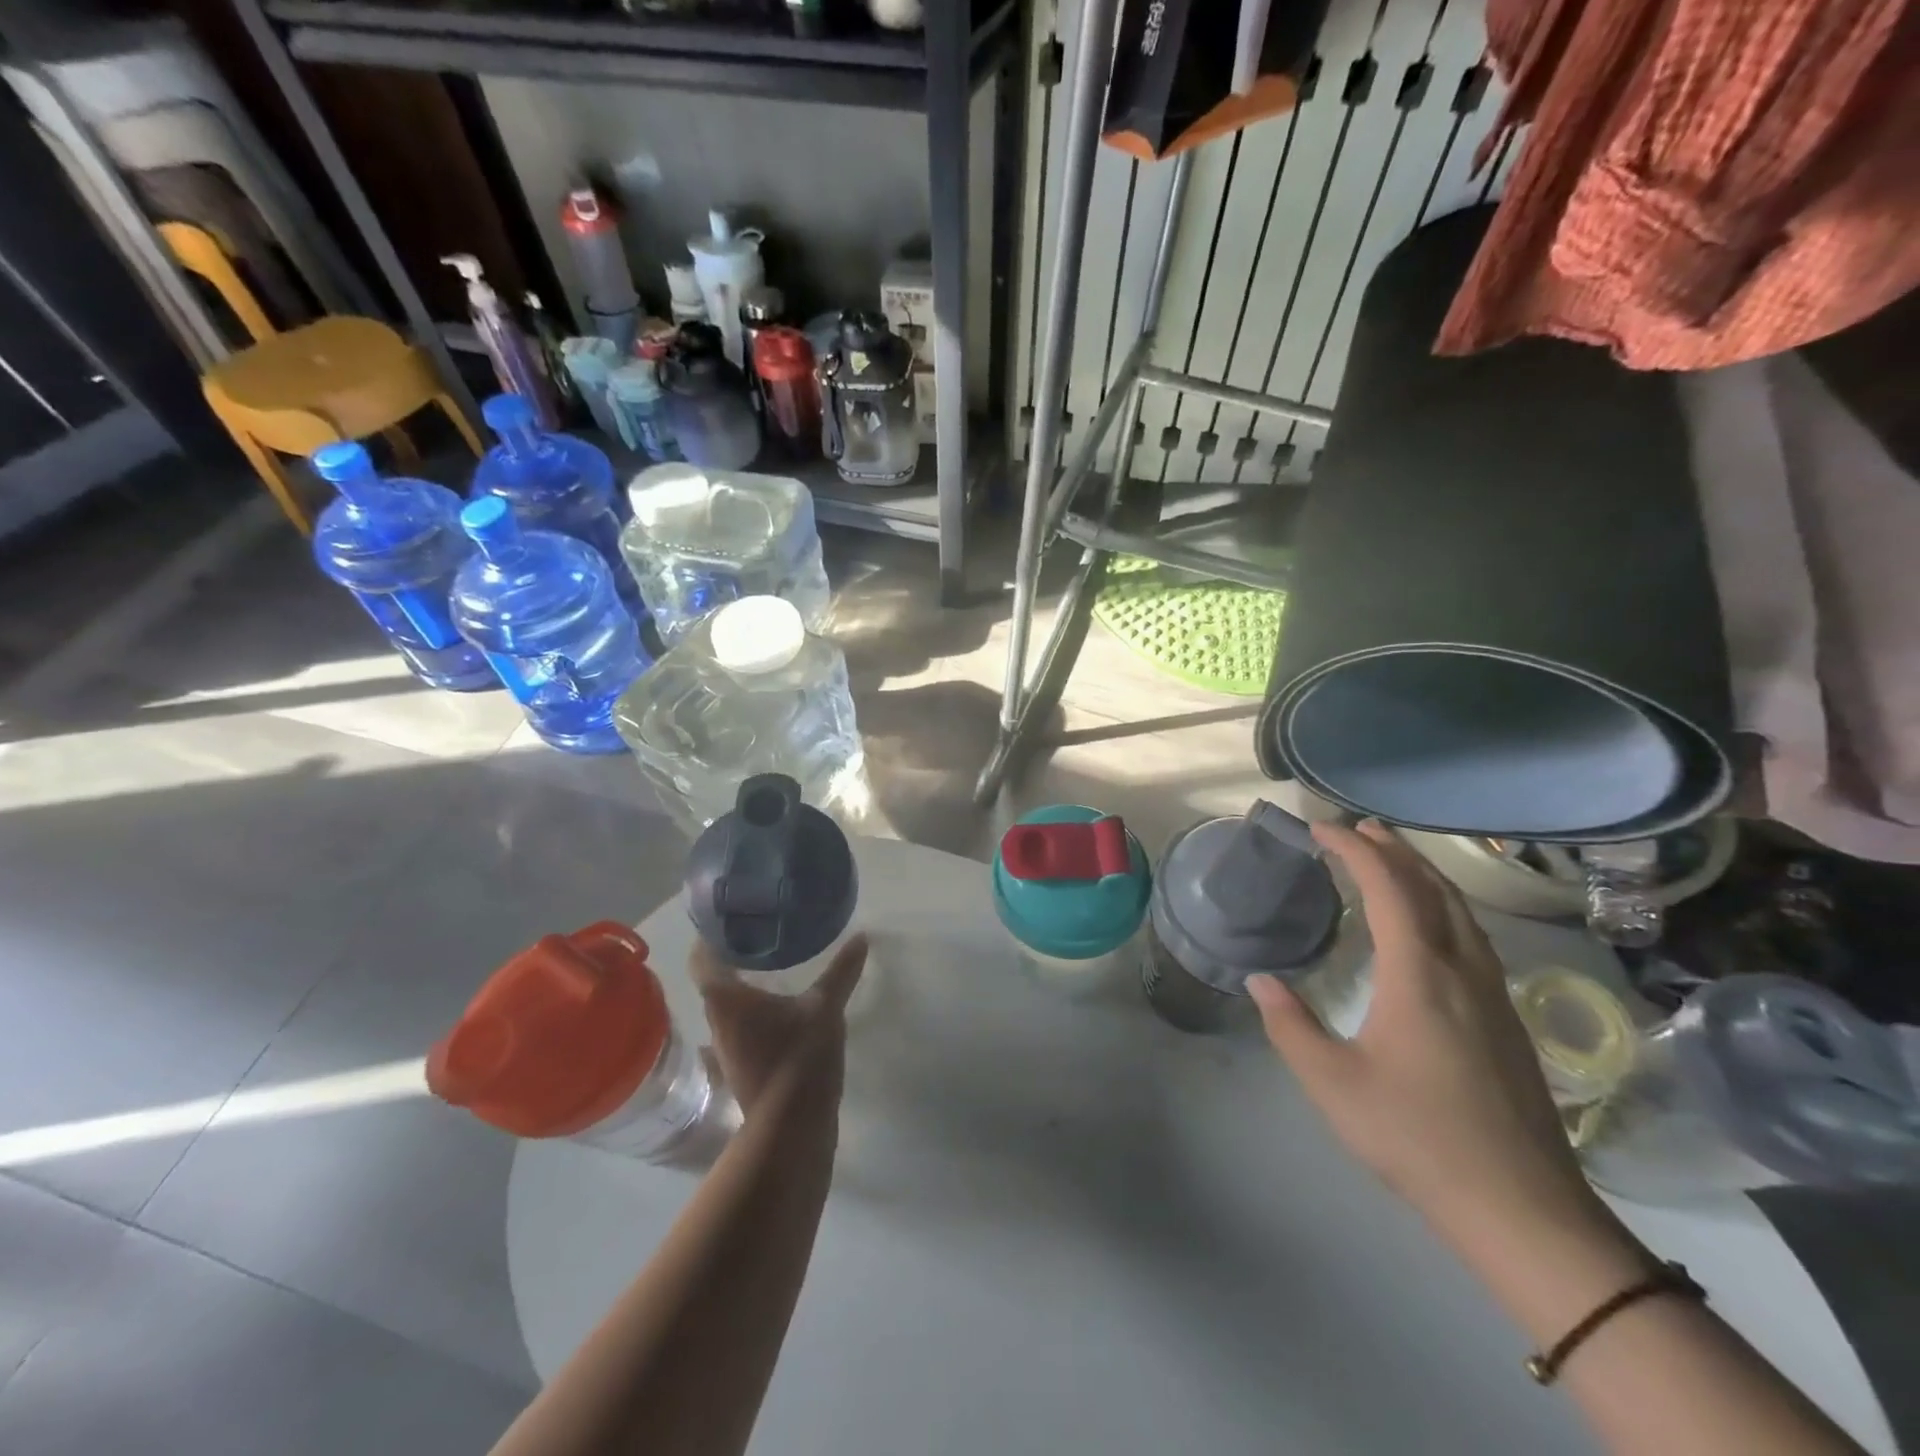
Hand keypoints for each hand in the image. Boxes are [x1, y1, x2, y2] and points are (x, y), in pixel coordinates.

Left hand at [691, 935, 867, 1126]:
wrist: (792, 1130)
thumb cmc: (799, 1058)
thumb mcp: (825, 1008)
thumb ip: (841, 972)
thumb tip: (861, 937)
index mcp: (725, 999)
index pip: (702, 958)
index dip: (711, 936)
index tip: (731, 919)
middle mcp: (717, 1021)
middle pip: (713, 981)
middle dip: (732, 958)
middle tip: (761, 936)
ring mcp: (726, 1049)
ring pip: (726, 1007)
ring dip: (743, 988)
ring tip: (772, 967)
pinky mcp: (741, 1068)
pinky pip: (739, 1029)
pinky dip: (753, 1013)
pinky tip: (779, 1009)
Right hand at [1248, 822, 1602, 1252]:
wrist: (1522, 1208)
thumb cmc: (1417, 1137)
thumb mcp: (1333, 1083)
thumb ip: (1290, 1025)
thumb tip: (1260, 980)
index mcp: (1419, 974)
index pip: (1388, 889)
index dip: (1355, 850)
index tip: (1321, 829)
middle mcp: (1462, 969)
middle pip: (1432, 888)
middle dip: (1393, 849)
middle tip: (1356, 827)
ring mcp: (1492, 992)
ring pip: (1460, 910)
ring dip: (1423, 874)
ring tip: (1391, 858)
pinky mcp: (1506, 1017)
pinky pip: (1472, 934)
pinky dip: (1442, 904)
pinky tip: (1430, 923)